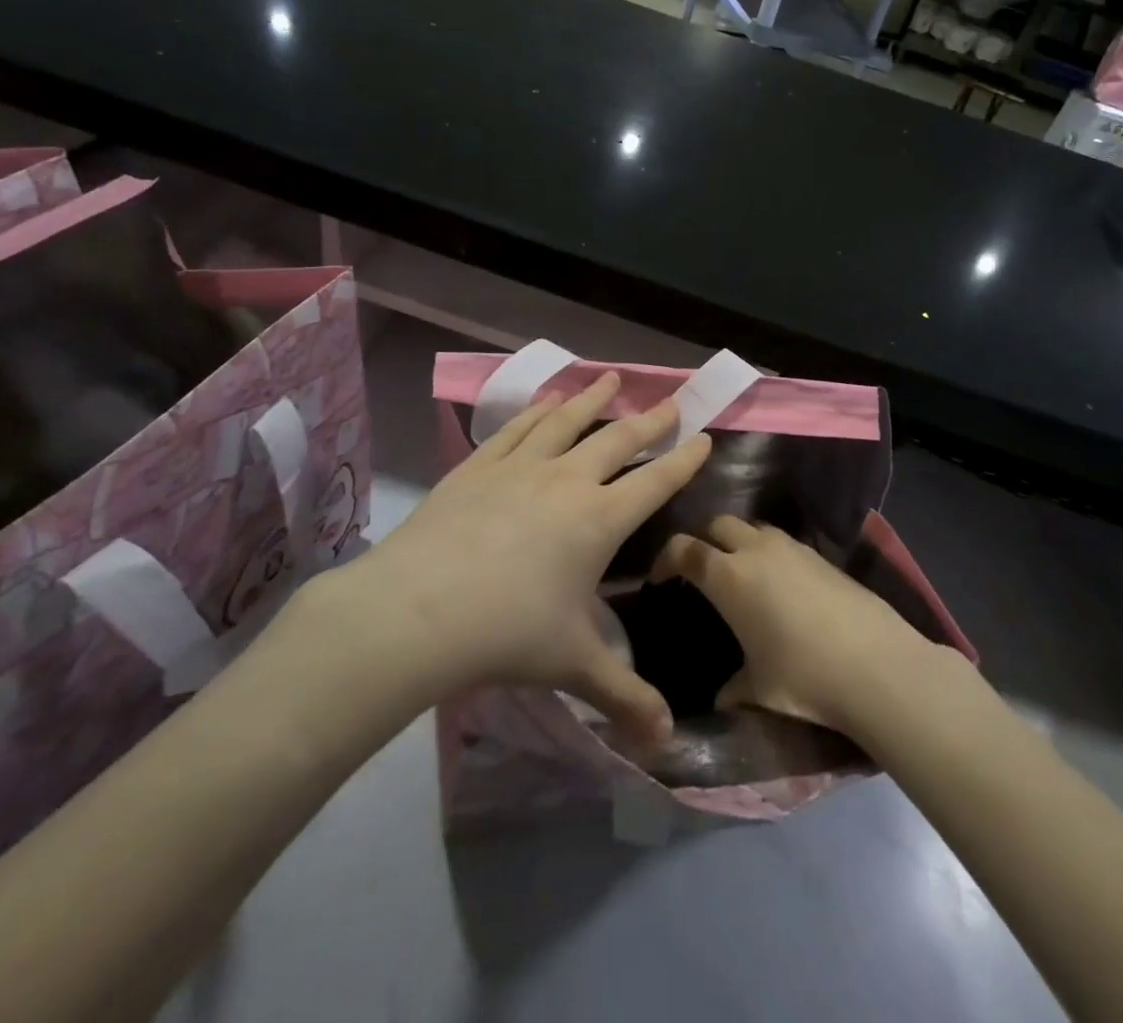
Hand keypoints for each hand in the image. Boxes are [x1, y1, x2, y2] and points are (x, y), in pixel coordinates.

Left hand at [344, 373, 710, 741]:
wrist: (418, 610)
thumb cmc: (508, 633)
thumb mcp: (574, 666)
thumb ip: (625, 698)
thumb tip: (667, 744)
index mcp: (599, 520)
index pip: (655, 482)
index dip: (684, 459)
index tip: (703, 437)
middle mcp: (567, 481)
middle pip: (618, 441)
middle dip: (649, 420)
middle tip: (670, 400)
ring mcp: (521, 467)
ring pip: (567, 422)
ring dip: (592, 400)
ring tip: (609, 379)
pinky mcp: (479, 466)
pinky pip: (518, 429)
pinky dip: (538, 411)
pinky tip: (546, 402)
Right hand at [652, 517, 933, 737]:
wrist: (875, 666)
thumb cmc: (802, 677)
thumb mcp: (757, 689)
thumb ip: (732, 689)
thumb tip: (722, 699)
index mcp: (728, 576)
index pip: (684, 548)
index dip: (666, 558)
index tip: (660, 577)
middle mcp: (756, 550)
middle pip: (718, 524)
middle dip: (703, 539)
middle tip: (700, 568)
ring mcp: (792, 548)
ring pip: (753, 527)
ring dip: (739, 541)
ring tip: (741, 572)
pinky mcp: (821, 555)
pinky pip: (783, 542)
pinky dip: (770, 552)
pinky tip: (779, 584)